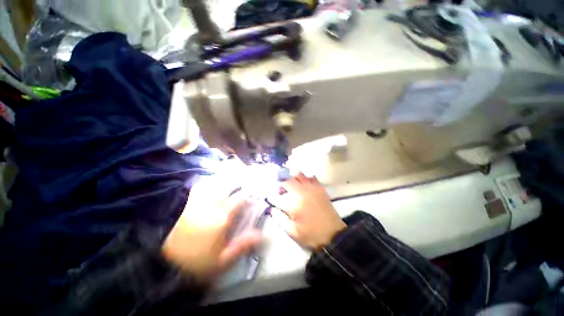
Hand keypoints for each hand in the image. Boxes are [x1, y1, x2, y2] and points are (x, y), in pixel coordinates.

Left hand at [162, 175, 260, 281]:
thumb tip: (261, 235)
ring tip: (232, 175)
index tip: (254, 192)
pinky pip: (200, 186)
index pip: (241, 199)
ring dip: (225, 178)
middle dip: (239, 180)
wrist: (159, 262)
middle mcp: (212, 204)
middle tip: (245, 178)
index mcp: (222, 217)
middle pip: (229, 185)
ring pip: (215, 182)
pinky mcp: (186, 202)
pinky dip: (209, 181)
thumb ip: (242, 246)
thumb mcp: (221, 261)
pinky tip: (212, 181)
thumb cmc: (194, 262)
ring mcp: (197, 200)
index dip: (249, 194)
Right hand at [269, 173, 346, 249]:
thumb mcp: (292, 231)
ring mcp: (312, 187)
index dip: (272, 196)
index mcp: (293, 203)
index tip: (272, 199)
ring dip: (292, 178)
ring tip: (292, 185)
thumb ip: (279, 218)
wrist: (333, 234)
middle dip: (281, 183)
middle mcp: (302, 191)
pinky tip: (304, 184)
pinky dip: (305, 178)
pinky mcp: (320, 188)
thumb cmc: (311, 234)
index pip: (277, 195)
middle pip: (287, 179)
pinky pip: (311, 177)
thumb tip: (272, 208)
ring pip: (299, 174)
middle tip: (281, 190)